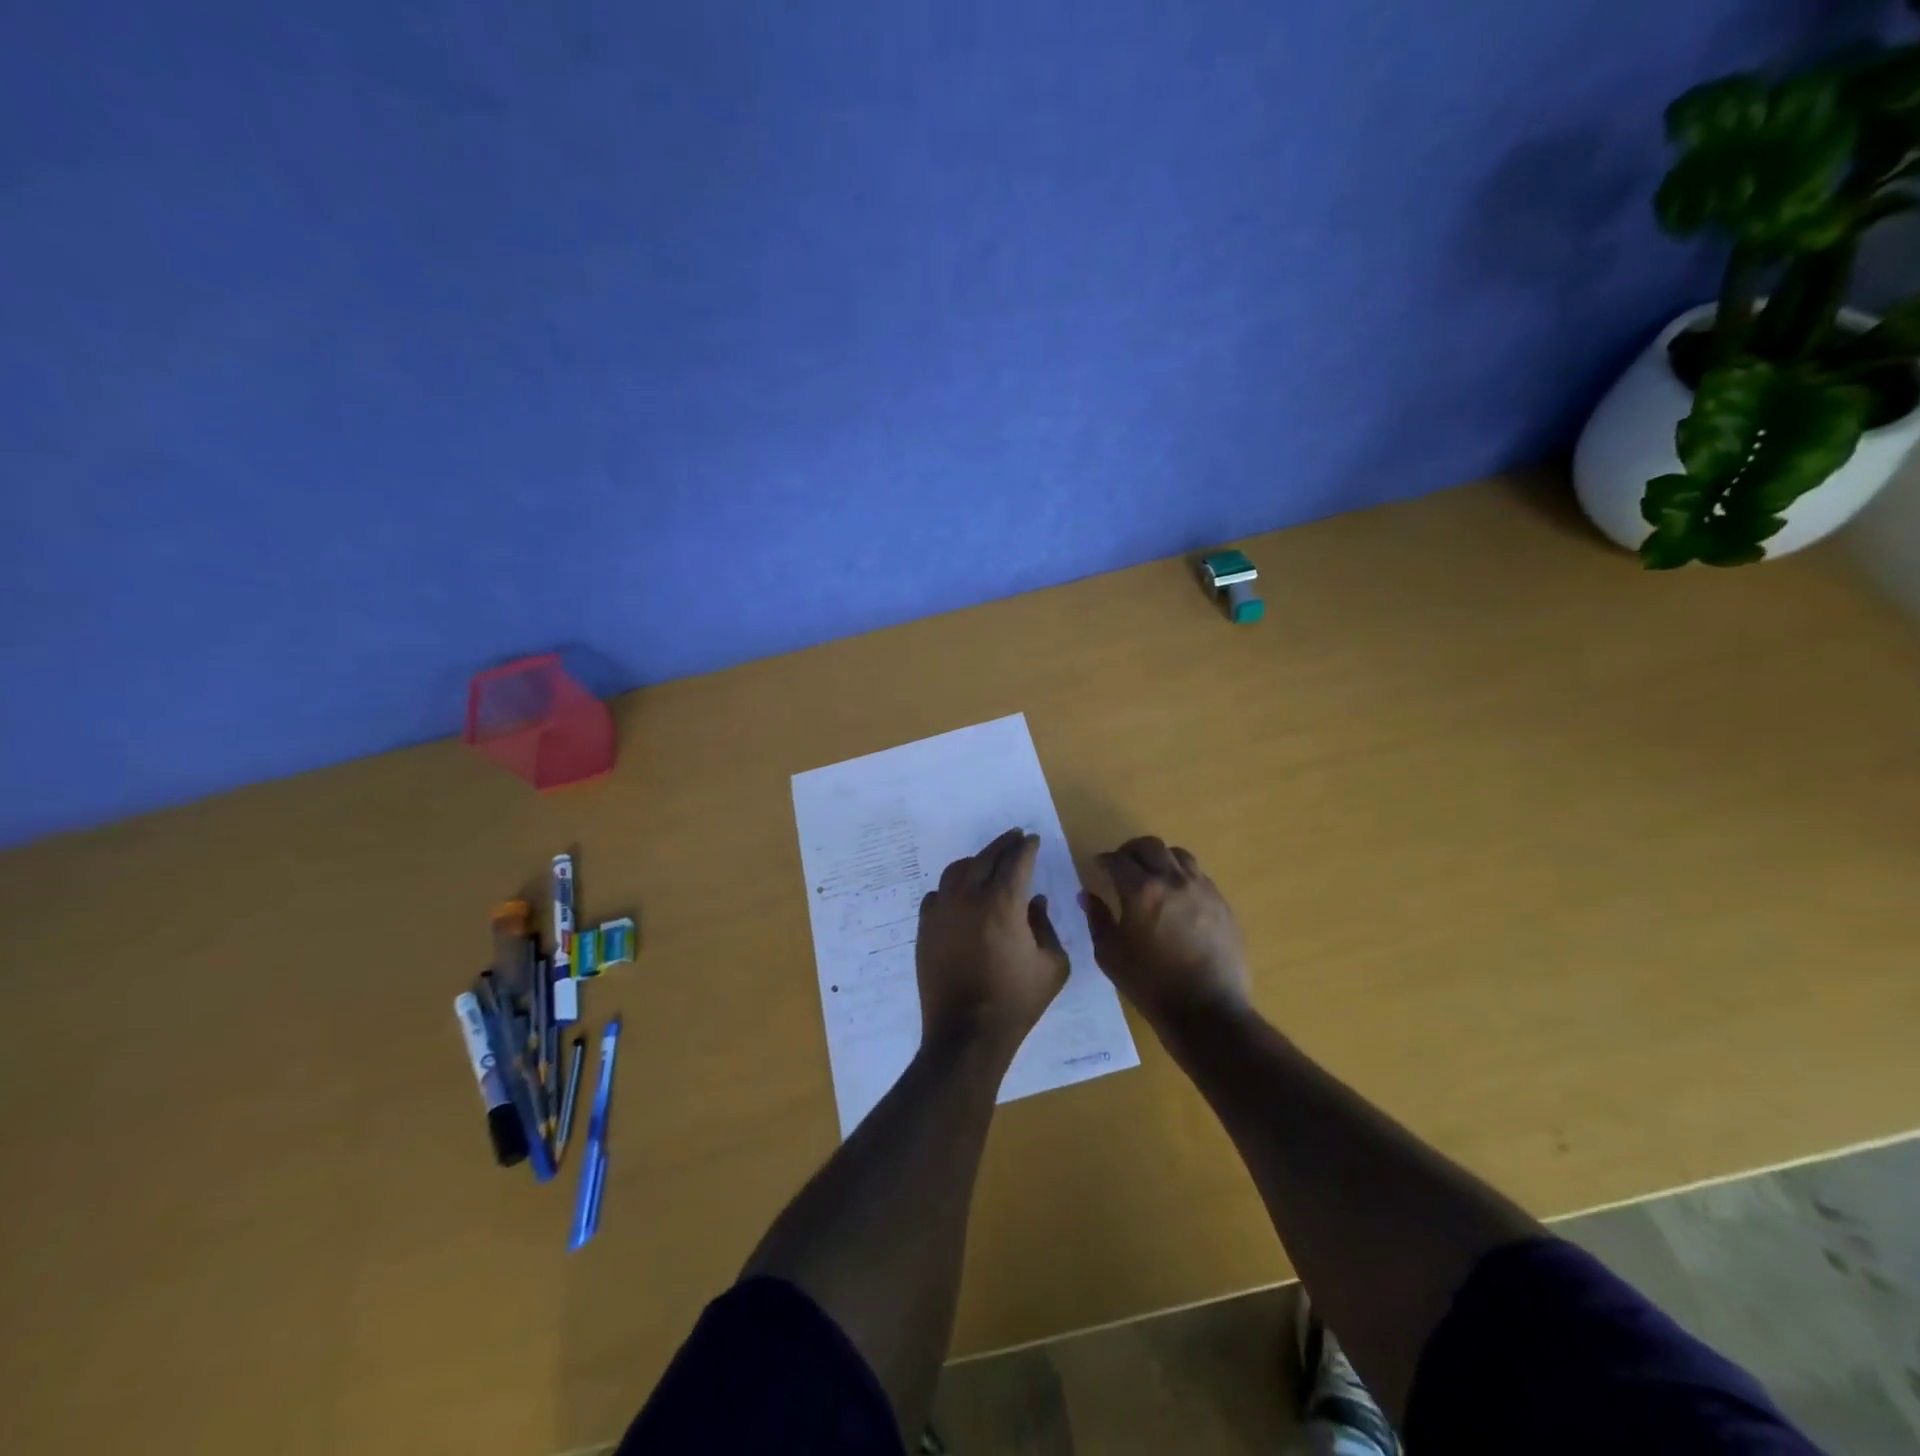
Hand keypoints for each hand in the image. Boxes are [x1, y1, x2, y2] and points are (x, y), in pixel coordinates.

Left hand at [916, 829, 1069, 1058]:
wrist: (966, 1034)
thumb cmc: (1016, 1002)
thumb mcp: (1052, 966)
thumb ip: (1046, 926)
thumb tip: (1036, 902)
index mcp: (1003, 903)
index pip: (1016, 861)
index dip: (1026, 847)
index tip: (1032, 840)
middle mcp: (968, 898)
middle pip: (986, 857)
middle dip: (1003, 844)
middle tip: (1014, 837)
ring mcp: (942, 911)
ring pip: (956, 870)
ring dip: (976, 861)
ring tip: (987, 862)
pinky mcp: (925, 928)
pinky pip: (937, 895)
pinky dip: (952, 887)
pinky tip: (960, 895)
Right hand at [1081, 837, 1249, 1031]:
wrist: (1207, 1010)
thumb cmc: (1150, 984)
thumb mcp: (1110, 955)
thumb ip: (1097, 919)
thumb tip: (1087, 895)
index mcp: (1141, 891)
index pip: (1117, 860)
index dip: (1104, 860)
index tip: (1098, 866)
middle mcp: (1173, 880)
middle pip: (1150, 846)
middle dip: (1131, 850)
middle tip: (1122, 865)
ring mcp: (1202, 889)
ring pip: (1178, 855)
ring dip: (1160, 858)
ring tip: (1153, 874)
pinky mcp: (1222, 903)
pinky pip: (1199, 876)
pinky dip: (1182, 876)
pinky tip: (1177, 896)